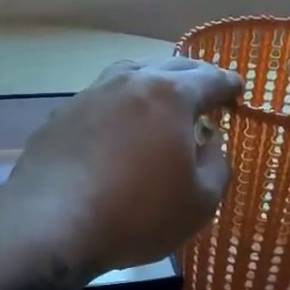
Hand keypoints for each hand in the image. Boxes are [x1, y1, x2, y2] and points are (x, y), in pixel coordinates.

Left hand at [6, 57, 242, 270]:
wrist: (52, 222)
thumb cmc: (137, 213)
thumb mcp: (200, 201)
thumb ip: (217, 165)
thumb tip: (210, 143)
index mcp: (171, 94)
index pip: (210, 78)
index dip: (228, 85)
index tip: (237, 91)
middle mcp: (130, 82)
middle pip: (170, 68)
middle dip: (193, 78)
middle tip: (204, 93)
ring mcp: (90, 95)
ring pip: (129, 76)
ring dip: (151, 84)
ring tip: (159, 102)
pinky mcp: (60, 116)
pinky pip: (100, 101)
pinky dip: (117, 107)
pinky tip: (115, 129)